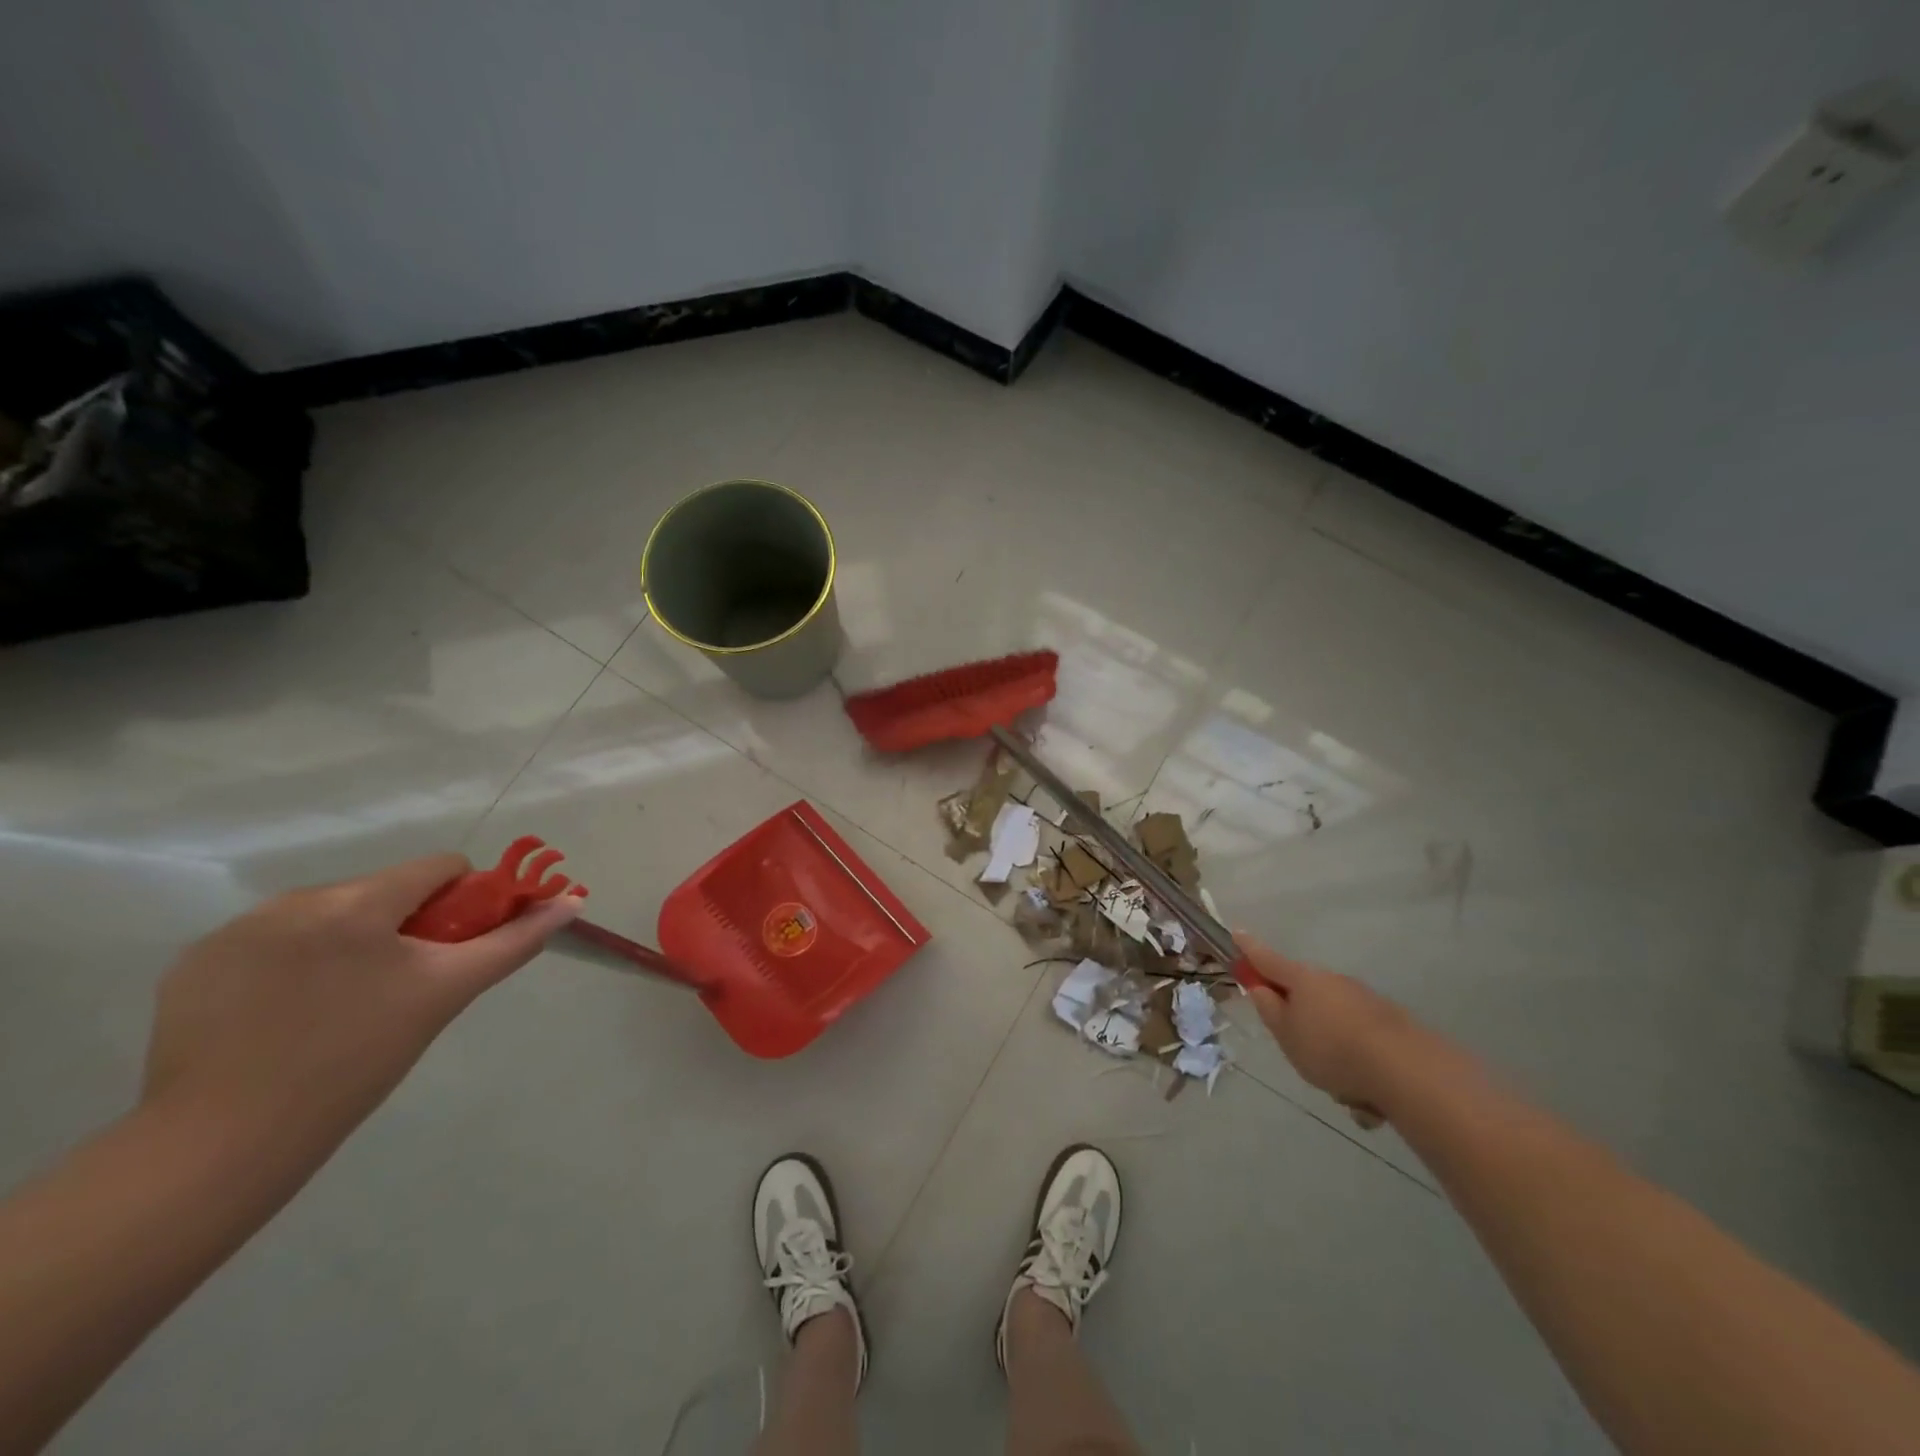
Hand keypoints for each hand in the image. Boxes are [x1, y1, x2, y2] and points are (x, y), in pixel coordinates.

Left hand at [143, 854, 581, 1151]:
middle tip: (402, 987)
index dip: (464, 901)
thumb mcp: (446, 994)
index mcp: (357, 902)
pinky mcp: (194, 965)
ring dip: (349, 942)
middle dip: (404, 926)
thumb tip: (571, 902)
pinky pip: (271, 942)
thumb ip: (513, 941)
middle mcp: (293, 900)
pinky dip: (294, 963)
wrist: (223, 1144)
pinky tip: (288, 1014)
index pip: (438, 868)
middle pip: (382, 890)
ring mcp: (235, 931)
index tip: (455, 949)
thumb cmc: (357, 1060)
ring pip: (327, 915)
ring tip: (342, 1005)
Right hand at [1235, 933, 1417, 1129]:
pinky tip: (1367, 1098)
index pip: (1267, 959)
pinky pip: (1361, 1042)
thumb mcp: (1287, 1035)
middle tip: (1299, 1050)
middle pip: (1305, 993)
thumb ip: (1270, 1010)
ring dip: (1332, 1049)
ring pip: (1334, 1022)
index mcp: (1302, 980)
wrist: (1406, 1069)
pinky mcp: (1391, 1023)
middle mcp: (1333, 981)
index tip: (1237, 934)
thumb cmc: (1331, 1049)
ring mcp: (1364, 999)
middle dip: (1300, 1018)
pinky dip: (1358, 1064)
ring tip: (1341, 1088)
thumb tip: (1261, 988)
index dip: (1249, 949)